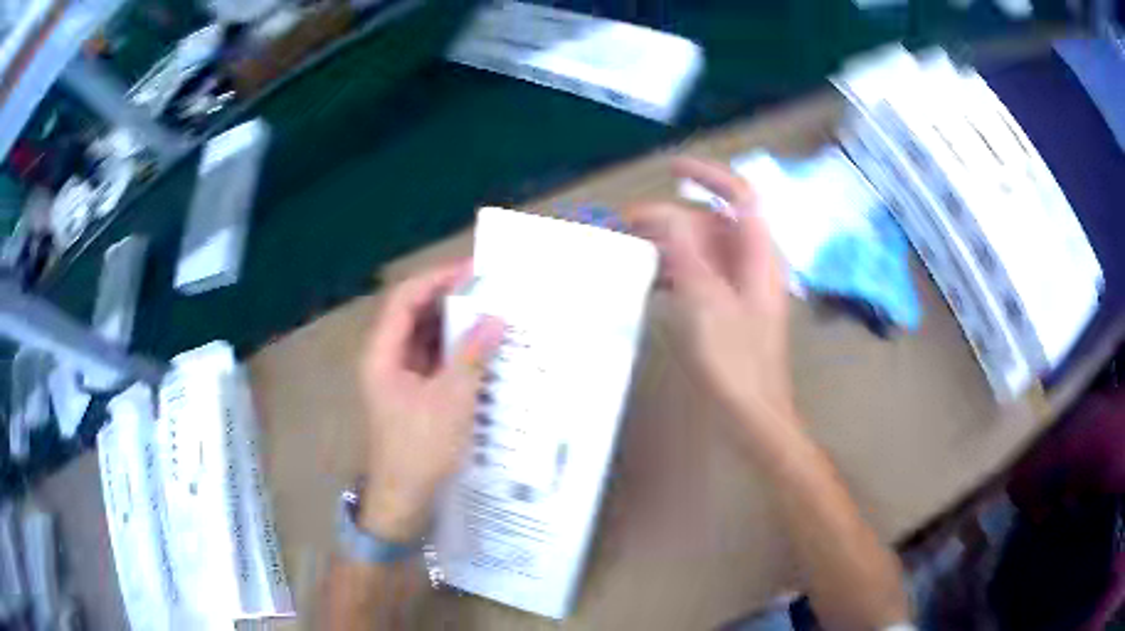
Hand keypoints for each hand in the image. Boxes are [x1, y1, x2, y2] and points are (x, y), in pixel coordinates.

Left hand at [358, 260, 503, 540]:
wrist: (405, 498)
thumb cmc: (421, 449)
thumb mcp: (451, 401)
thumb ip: (472, 356)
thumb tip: (496, 318)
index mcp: (382, 354)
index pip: (405, 299)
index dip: (436, 280)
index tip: (472, 271)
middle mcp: (386, 358)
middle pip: (414, 315)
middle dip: (449, 300)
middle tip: (489, 290)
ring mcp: (398, 376)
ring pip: (425, 337)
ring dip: (454, 325)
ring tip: (490, 314)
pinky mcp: (412, 392)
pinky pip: (433, 360)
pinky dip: (455, 351)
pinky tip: (481, 349)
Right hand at [627, 157, 794, 436]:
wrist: (752, 412)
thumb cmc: (735, 361)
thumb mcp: (706, 301)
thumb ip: (686, 251)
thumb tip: (665, 212)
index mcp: (757, 255)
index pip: (740, 196)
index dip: (709, 175)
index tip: (670, 170)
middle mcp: (751, 263)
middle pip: (713, 222)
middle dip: (673, 216)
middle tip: (628, 225)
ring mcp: (739, 286)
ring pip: (703, 248)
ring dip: (669, 244)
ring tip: (629, 250)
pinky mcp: (727, 306)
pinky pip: (700, 274)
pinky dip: (675, 270)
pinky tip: (648, 281)